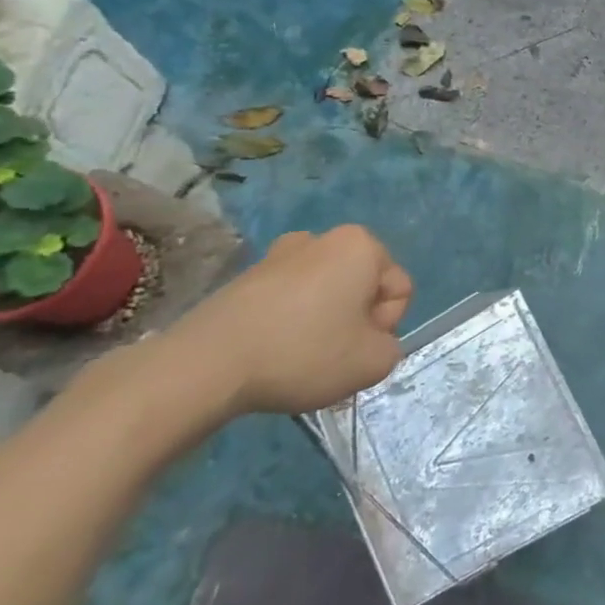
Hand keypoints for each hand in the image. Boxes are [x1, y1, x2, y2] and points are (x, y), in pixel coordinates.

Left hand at [162, 226, 411, 417]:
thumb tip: (368, 342)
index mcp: (362, 245)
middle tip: (332, 356)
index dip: (385, 326)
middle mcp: (323, 238)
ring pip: (326, 295)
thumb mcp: (374, 363)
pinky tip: (272, 353)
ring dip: (323, 323)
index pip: (399, 290)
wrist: (206, 365)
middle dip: (354, 321)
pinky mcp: (246, 278)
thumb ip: (391, 348)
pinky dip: (290, 324)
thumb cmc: (303, 353)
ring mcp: (279, 254)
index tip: (356, 348)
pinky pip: (290, 301)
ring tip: (299, 358)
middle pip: (362, 288)